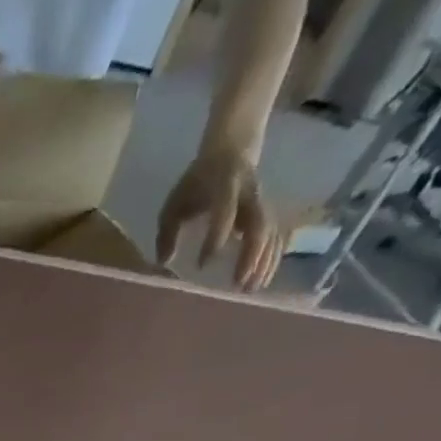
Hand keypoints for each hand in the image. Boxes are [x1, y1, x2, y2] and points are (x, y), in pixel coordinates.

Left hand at [157, 145, 282, 291]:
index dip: (216, 237)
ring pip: (272, 232)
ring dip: (264, 262)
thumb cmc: (196, 182)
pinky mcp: (268, 212)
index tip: (202, 264)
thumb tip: (164, 261)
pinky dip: (271, 259)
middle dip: (251, 255)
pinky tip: (261, 280)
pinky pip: (276, 236)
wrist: (232, 150)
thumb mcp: (175, 202)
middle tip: (238, 285)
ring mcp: (262, 203)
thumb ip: (167, 231)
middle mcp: (250, 195)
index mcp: (226, 186)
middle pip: (260, 224)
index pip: (225, 212)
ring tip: (252, 289)